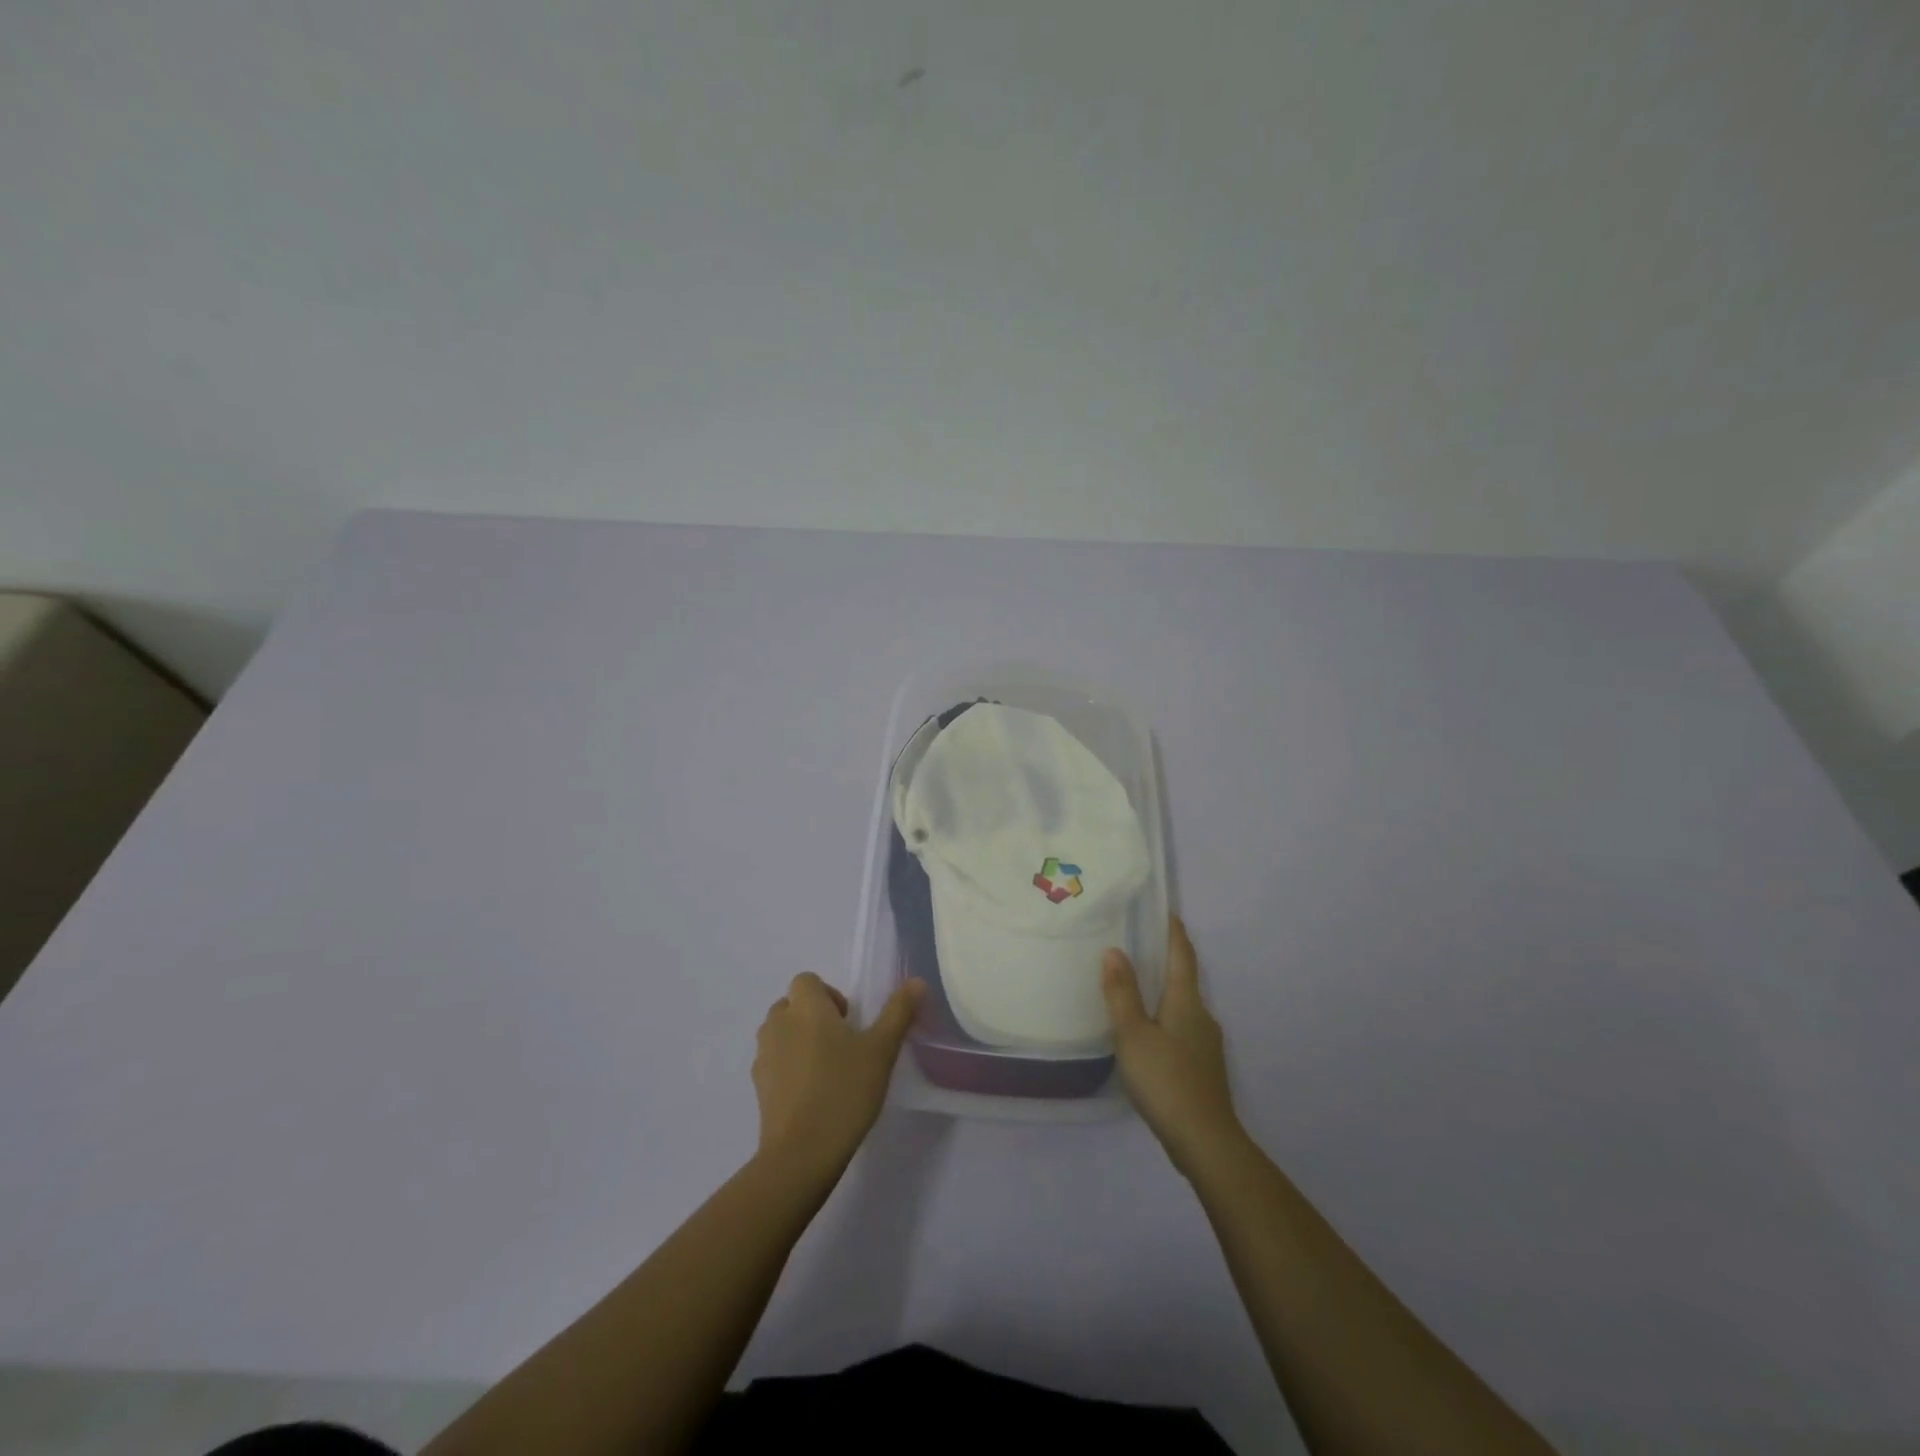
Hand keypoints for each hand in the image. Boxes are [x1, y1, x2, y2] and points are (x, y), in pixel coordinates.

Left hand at [752, 973, 924, 1180]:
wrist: (801, 1152)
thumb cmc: (844, 1090)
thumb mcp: (882, 1050)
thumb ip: (898, 1012)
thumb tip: (917, 981)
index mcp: (806, 1007)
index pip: (806, 980)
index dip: (827, 994)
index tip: (848, 1021)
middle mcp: (778, 1024)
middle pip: (791, 1005)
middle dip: (813, 1017)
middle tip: (842, 1044)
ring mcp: (763, 1057)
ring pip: (780, 1034)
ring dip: (799, 1041)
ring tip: (827, 1070)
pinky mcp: (758, 1088)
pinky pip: (774, 1064)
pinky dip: (789, 1069)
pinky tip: (812, 1095)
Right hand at [1103, 916, 1244, 1176]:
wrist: (1206, 1141)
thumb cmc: (1166, 1080)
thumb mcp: (1133, 1034)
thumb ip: (1122, 993)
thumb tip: (1115, 950)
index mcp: (1187, 1001)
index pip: (1182, 955)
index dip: (1174, 932)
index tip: (1165, 910)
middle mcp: (1202, 1016)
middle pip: (1183, 979)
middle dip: (1164, 961)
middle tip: (1136, 945)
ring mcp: (1206, 1044)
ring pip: (1182, 1006)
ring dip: (1162, 992)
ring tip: (1134, 988)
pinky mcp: (1203, 1067)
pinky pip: (1181, 1029)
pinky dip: (1164, 1018)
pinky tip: (1146, 1033)